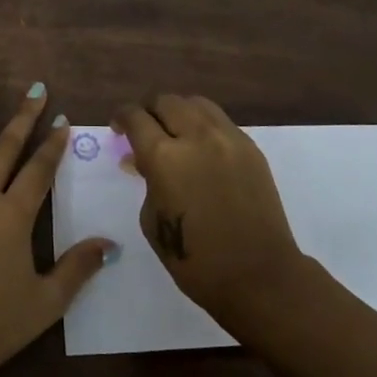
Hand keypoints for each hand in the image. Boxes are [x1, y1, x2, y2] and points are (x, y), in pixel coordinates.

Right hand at [113, 94, 306, 325]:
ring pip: (196, 103)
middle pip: (166, 101)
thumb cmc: (194, 259)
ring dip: (178, 111)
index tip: (118, 127)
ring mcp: (228, 139)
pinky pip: (220, 121)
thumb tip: (141, 160)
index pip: (136, 117)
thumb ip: (146, 181)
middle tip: (143, 129)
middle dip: (149, 110)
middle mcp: (196, 136)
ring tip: (173, 131)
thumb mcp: (152, 220)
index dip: (122, 117)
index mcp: (164, 156)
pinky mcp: (251, 148)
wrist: (258, 276)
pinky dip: (203, 125)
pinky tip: (200, 147)